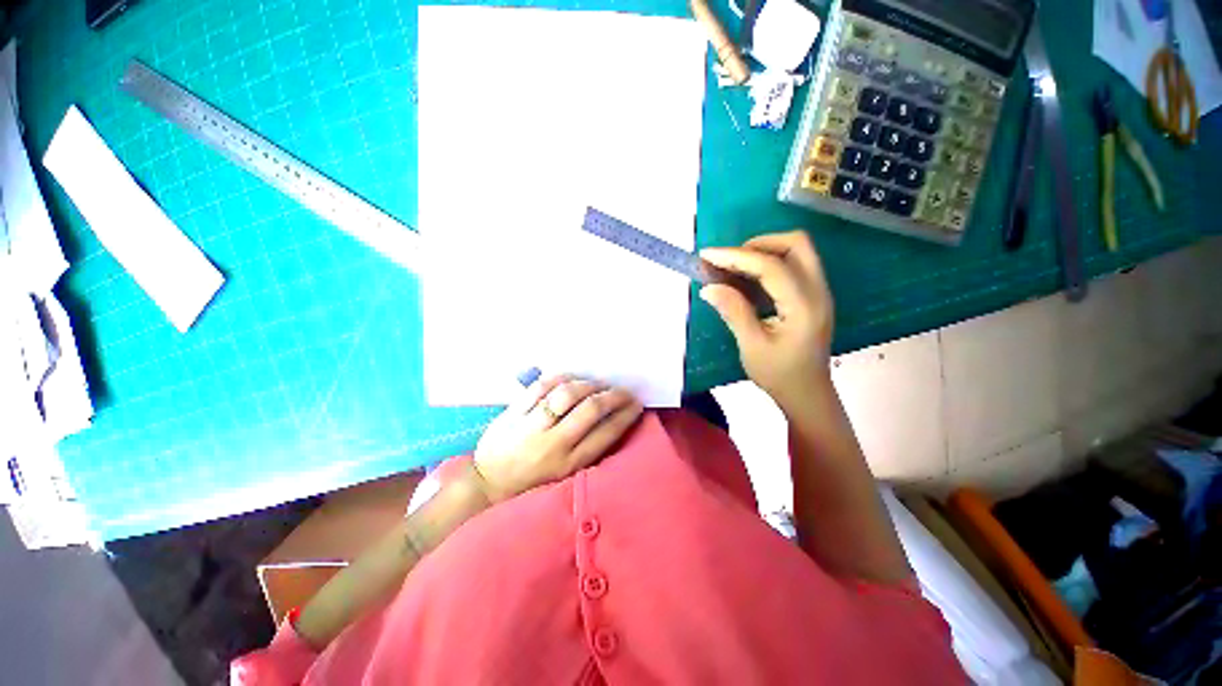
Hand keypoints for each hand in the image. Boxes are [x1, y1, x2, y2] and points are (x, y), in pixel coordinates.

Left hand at [473, 376, 642, 500]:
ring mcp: (533, 425)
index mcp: (569, 464)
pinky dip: (562, 377)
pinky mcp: (515, 411)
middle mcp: (554, 443)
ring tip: (598, 384)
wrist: (487, 485)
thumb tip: (612, 420)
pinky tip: (571, 378)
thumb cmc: (531, 484)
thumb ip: (586, 450)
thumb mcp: (564, 477)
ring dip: (590, 384)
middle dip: (614, 395)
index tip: (636, 404)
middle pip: (591, 409)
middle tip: (623, 391)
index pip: (607, 432)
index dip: (626, 414)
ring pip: (568, 393)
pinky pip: (542, 385)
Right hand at [700, 231, 833, 409]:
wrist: (807, 393)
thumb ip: (733, 311)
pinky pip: (793, 265)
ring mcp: (819, 291)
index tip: (707, 255)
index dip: (736, 256)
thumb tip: (708, 287)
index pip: (771, 266)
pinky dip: (769, 262)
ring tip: (733, 267)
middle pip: (796, 244)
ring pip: (797, 251)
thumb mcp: (752, 346)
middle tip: (728, 260)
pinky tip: (747, 278)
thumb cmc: (779, 375)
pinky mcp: (812, 295)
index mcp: (804, 306)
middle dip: (757, 244)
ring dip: (763, 251)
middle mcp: (818, 291)